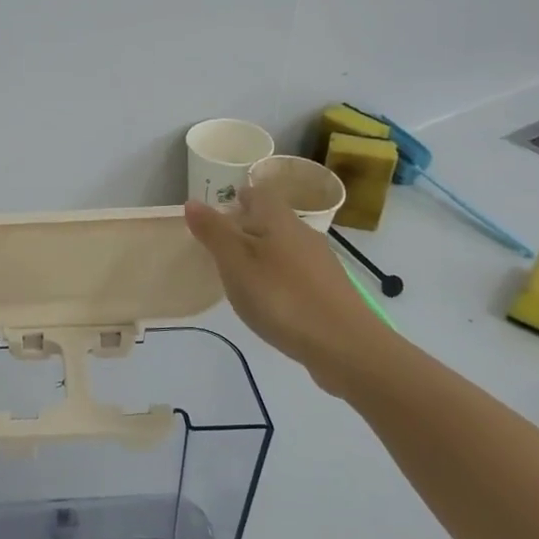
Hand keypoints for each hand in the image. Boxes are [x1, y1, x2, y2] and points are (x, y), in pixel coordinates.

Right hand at [184, 183, 383, 383]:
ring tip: (240, 275)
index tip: (222, 209)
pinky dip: (279, 278)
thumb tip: (192, 202)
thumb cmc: (281, 297)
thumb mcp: (236, 263)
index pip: (259, 193)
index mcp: (279, 220)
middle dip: (249, 226)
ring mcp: (320, 263)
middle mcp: (303, 234)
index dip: (240, 197)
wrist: (345, 345)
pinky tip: (270, 301)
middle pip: (273, 219)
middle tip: (222, 244)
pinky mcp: (329, 291)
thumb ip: (214, 232)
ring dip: (264, 253)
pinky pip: (297, 273)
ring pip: (285, 247)